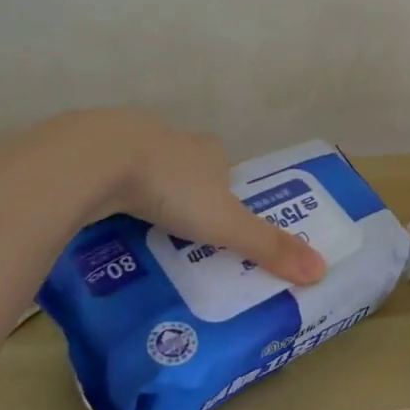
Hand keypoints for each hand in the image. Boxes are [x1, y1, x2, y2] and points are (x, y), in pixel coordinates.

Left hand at [41, 111, 327, 287]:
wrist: (94, 160)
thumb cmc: (171, 187)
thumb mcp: (226, 223)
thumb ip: (268, 246)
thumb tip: (321, 271)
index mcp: (209, 150)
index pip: (225, 167)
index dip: (224, 192)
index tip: (216, 223)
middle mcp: (174, 138)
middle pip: (186, 166)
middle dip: (184, 193)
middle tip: (177, 233)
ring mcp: (128, 138)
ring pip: (144, 167)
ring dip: (144, 191)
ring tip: (139, 229)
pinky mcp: (88, 148)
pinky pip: (104, 173)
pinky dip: (106, 191)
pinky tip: (99, 213)